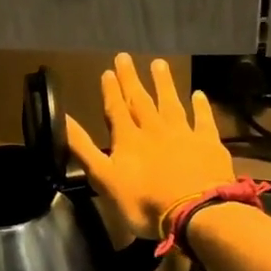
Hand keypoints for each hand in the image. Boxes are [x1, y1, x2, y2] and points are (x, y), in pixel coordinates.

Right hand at [66, 55, 235, 238]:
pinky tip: (198, 94)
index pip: (116, 109)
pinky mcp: (208, 144)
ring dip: (163, 84)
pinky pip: (203, 120)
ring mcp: (183, 134)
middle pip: (140, 100)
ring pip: (171, 103)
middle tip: (125, 57)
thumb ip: (83, 148)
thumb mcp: (104, 179)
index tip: (107, 71)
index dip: (110, 91)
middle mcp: (154, 130)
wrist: (195, 213)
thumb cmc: (144, 203)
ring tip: (159, 63)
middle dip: (131, 80)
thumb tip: (62, 119)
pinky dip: (200, 106)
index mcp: (128, 140)